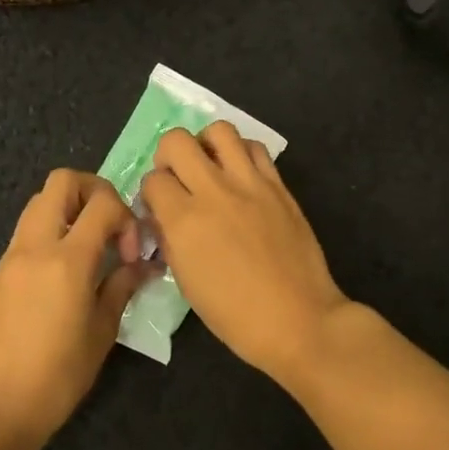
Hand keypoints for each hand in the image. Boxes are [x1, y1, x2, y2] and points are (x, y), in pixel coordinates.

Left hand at [0, 170, 150, 449]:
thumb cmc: (58, 376)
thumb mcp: (102, 332)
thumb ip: (122, 287)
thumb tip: (141, 265)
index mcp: (67, 259)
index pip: (102, 203)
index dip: (125, 216)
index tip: (130, 252)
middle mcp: (35, 247)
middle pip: (61, 182)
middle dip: (93, 191)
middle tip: (109, 225)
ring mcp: (10, 258)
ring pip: (38, 204)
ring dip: (68, 211)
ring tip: (87, 250)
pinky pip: (25, 235)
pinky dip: (49, 236)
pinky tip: (61, 277)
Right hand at [139, 122, 351, 384]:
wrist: (297, 318)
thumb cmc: (235, 315)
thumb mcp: (187, 282)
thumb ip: (171, 240)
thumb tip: (163, 216)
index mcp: (185, 221)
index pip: (152, 180)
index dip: (151, 192)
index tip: (159, 206)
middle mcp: (214, 191)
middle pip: (177, 141)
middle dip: (168, 155)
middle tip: (178, 176)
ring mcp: (250, 183)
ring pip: (220, 130)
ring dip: (207, 144)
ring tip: (211, 166)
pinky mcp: (278, 185)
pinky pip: (255, 148)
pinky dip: (242, 153)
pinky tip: (241, 175)